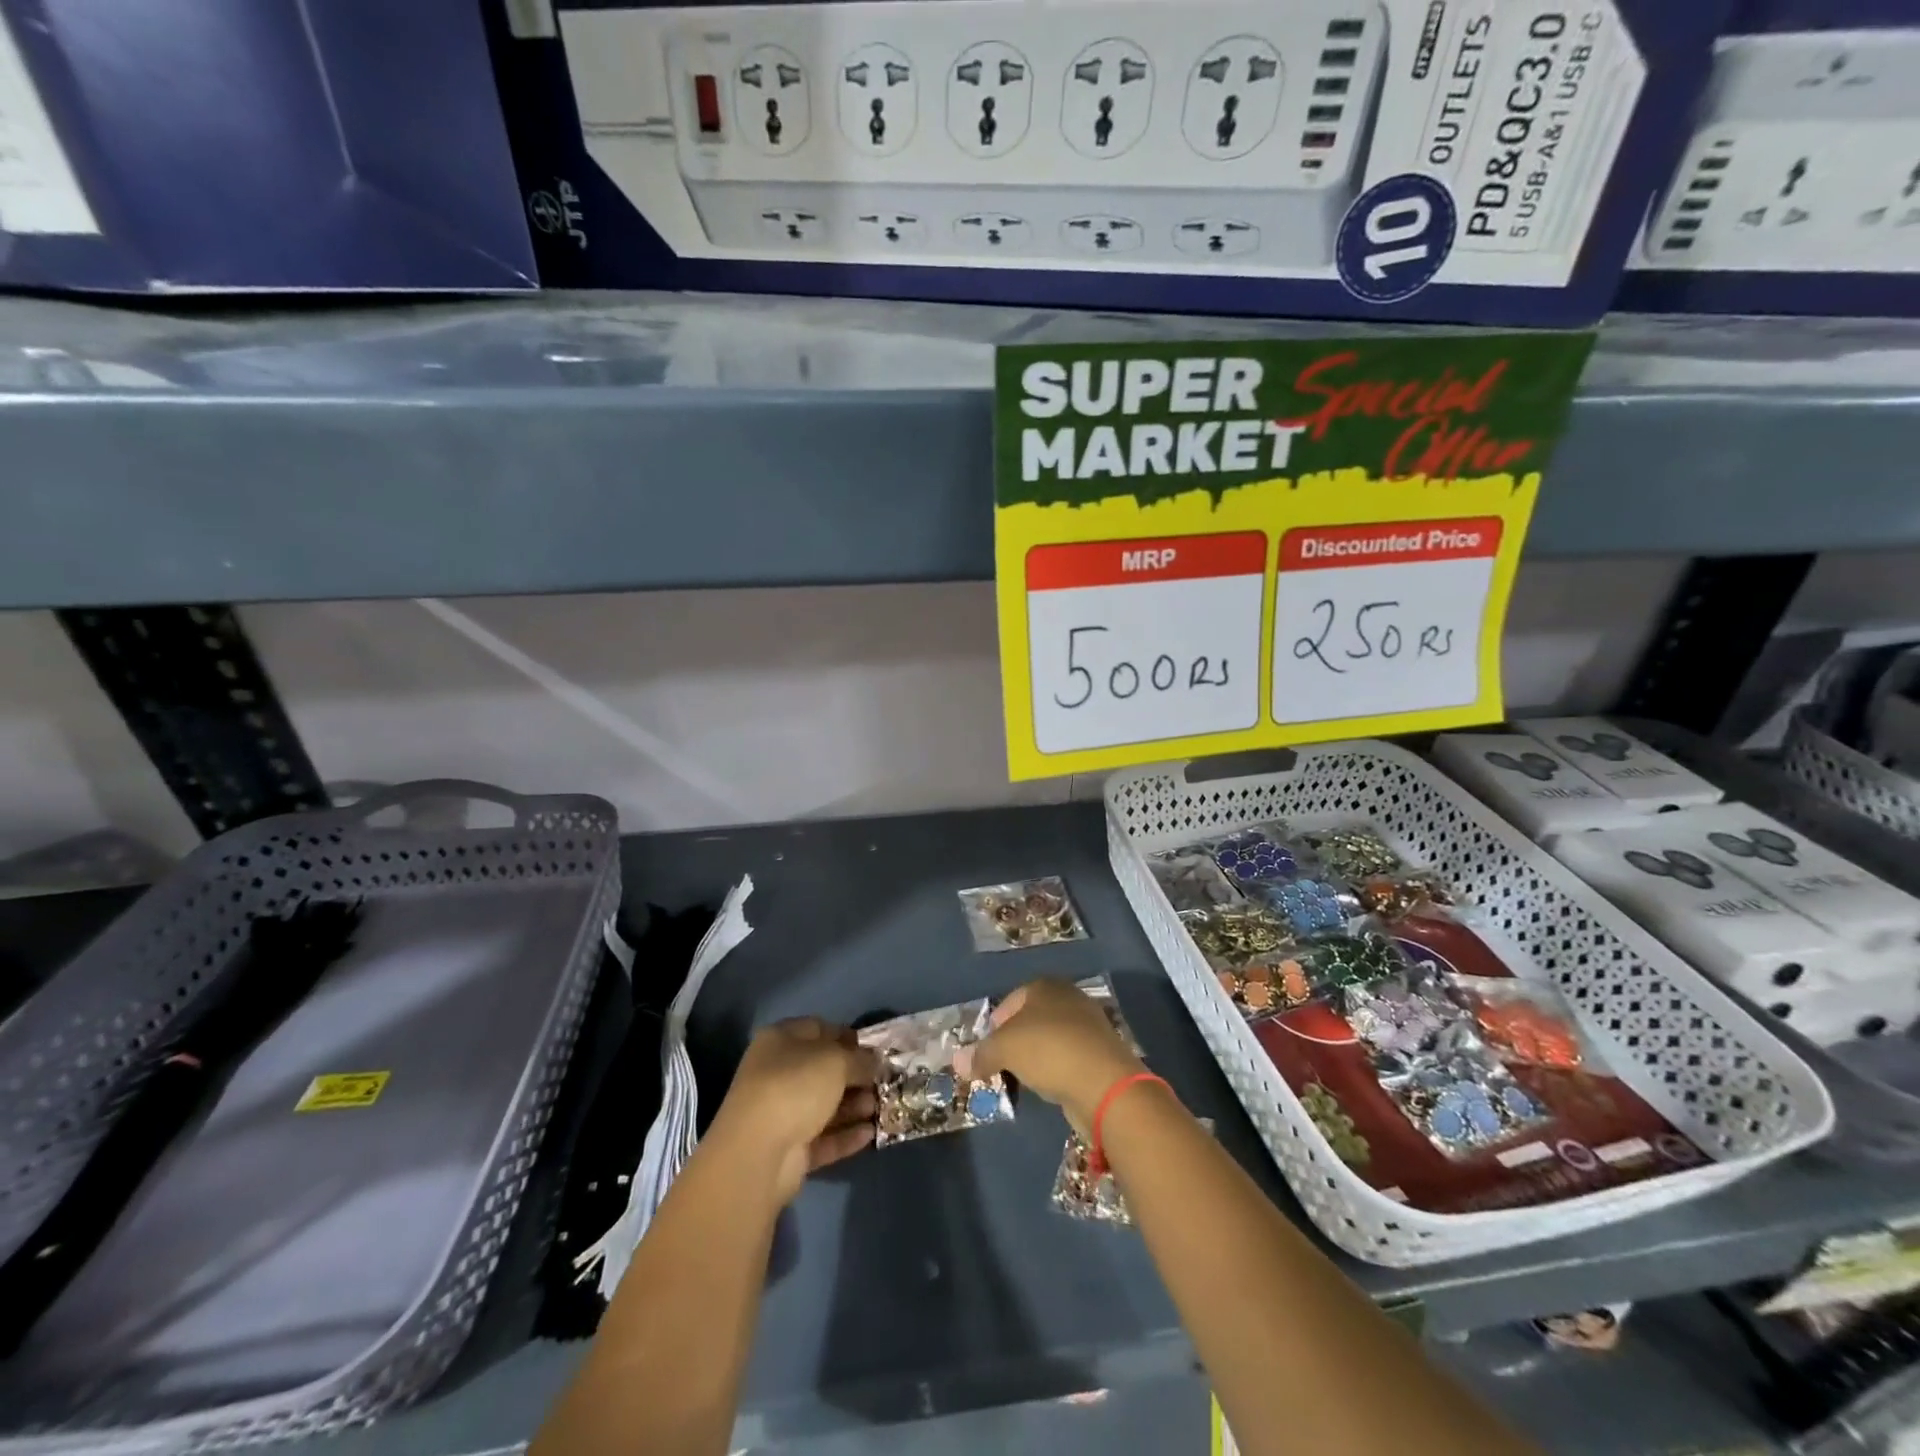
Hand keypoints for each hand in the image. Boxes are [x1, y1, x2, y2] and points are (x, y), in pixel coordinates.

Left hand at [708, 1018, 878, 1204]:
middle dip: (855, 1075)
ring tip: (881, 1107)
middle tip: (885, 1081)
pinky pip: (823, 1138)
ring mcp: (781, 1114)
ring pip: (824, 1105)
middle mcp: (777, 1074)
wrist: (757, 1153)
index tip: (875, 1049)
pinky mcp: (788, 1150)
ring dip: (854, 1106)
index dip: (847, 1036)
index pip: (818, 1029)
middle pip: (823, 1070)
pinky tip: (871, 1134)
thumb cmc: (795, 1087)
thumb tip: (874, 1061)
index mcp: (780, 1041)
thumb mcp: (836, 1061)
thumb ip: (860, 1059)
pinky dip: (846, 1136)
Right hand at [955, 980, 1146, 1136]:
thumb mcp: (1005, 1049)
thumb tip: (957, 1061)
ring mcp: (1089, 1026)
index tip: (987, 1046)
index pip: (1013, 999)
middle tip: (1001, 1062)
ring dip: (1037, 1056)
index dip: (996, 1022)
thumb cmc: (1048, 1050)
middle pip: (1033, 1017)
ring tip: (1023, 1077)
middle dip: (1016, 1039)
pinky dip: (1057, 1069)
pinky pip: (1069, 1058)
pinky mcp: (1102, 1054)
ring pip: (1052, 1039)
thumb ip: (981, 1054)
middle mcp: (1070, 999)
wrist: (1104, 1083)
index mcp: (1046, 986)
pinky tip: (1049, 1086)